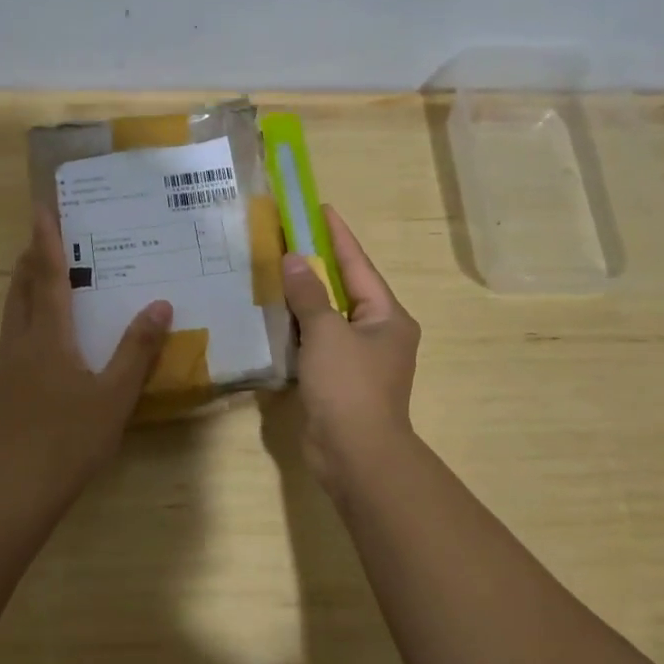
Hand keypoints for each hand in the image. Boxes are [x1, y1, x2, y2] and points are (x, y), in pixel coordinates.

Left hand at [0, 207, 172, 506]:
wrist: (16, 491)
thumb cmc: (70, 439)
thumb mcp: (114, 395)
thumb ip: (137, 349)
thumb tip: (159, 304)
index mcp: (47, 337)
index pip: (45, 276)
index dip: (45, 240)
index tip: (41, 207)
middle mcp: (19, 342)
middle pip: (20, 288)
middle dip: (30, 258)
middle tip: (46, 236)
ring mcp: (5, 366)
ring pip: (12, 312)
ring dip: (24, 286)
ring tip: (42, 275)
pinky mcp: (2, 387)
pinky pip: (13, 335)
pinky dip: (25, 315)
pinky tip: (42, 333)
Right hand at [281, 207, 421, 493]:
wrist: (355, 454)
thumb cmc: (349, 386)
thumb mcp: (327, 333)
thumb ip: (309, 295)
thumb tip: (295, 260)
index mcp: (388, 316)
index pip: (358, 265)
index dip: (337, 236)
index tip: (320, 209)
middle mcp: (378, 333)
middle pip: (345, 289)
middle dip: (318, 264)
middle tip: (289, 237)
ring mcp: (359, 359)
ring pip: (329, 317)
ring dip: (305, 297)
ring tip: (277, 269)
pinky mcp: (339, 380)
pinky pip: (318, 343)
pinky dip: (299, 328)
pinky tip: (275, 316)